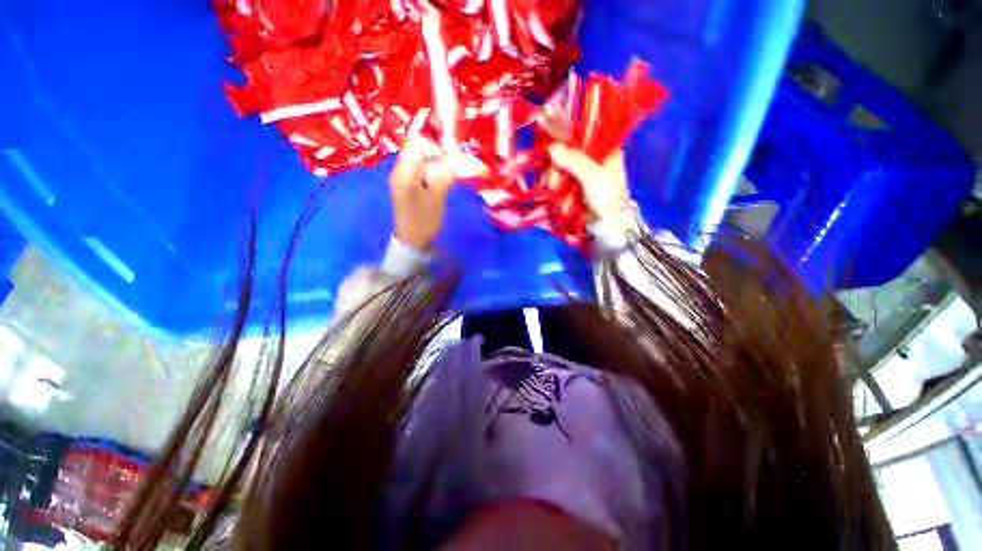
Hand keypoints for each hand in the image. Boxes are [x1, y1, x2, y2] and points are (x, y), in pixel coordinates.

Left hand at [389, 139, 454, 249]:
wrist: (412, 241)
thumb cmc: (424, 222)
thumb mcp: (437, 199)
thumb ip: (444, 176)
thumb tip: (452, 160)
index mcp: (404, 173)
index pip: (415, 144)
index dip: (433, 147)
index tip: (447, 160)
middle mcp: (399, 172)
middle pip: (417, 151)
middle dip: (436, 158)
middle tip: (449, 172)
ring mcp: (401, 179)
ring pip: (420, 162)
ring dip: (434, 167)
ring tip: (444, 181)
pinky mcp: (406, 186)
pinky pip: (419, 172)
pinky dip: (431, 175)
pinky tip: (437, 187)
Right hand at [537, 106, 631, 222]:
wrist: (607, 224)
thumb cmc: (607, 196)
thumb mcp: (593, 174)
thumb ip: (573, 159)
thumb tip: (552, 149)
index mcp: (600, 148)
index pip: (578, 130)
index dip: (561, 122)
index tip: (544, 114)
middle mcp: (586, 158)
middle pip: (561, 151)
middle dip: (555, 165)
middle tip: (556, 179)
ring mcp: (575, 174)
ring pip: (554, 168)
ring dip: (554, 181)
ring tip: (559, 193)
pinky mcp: (567, 188)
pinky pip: (553, 183)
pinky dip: (552, 189)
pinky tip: (556, 197)